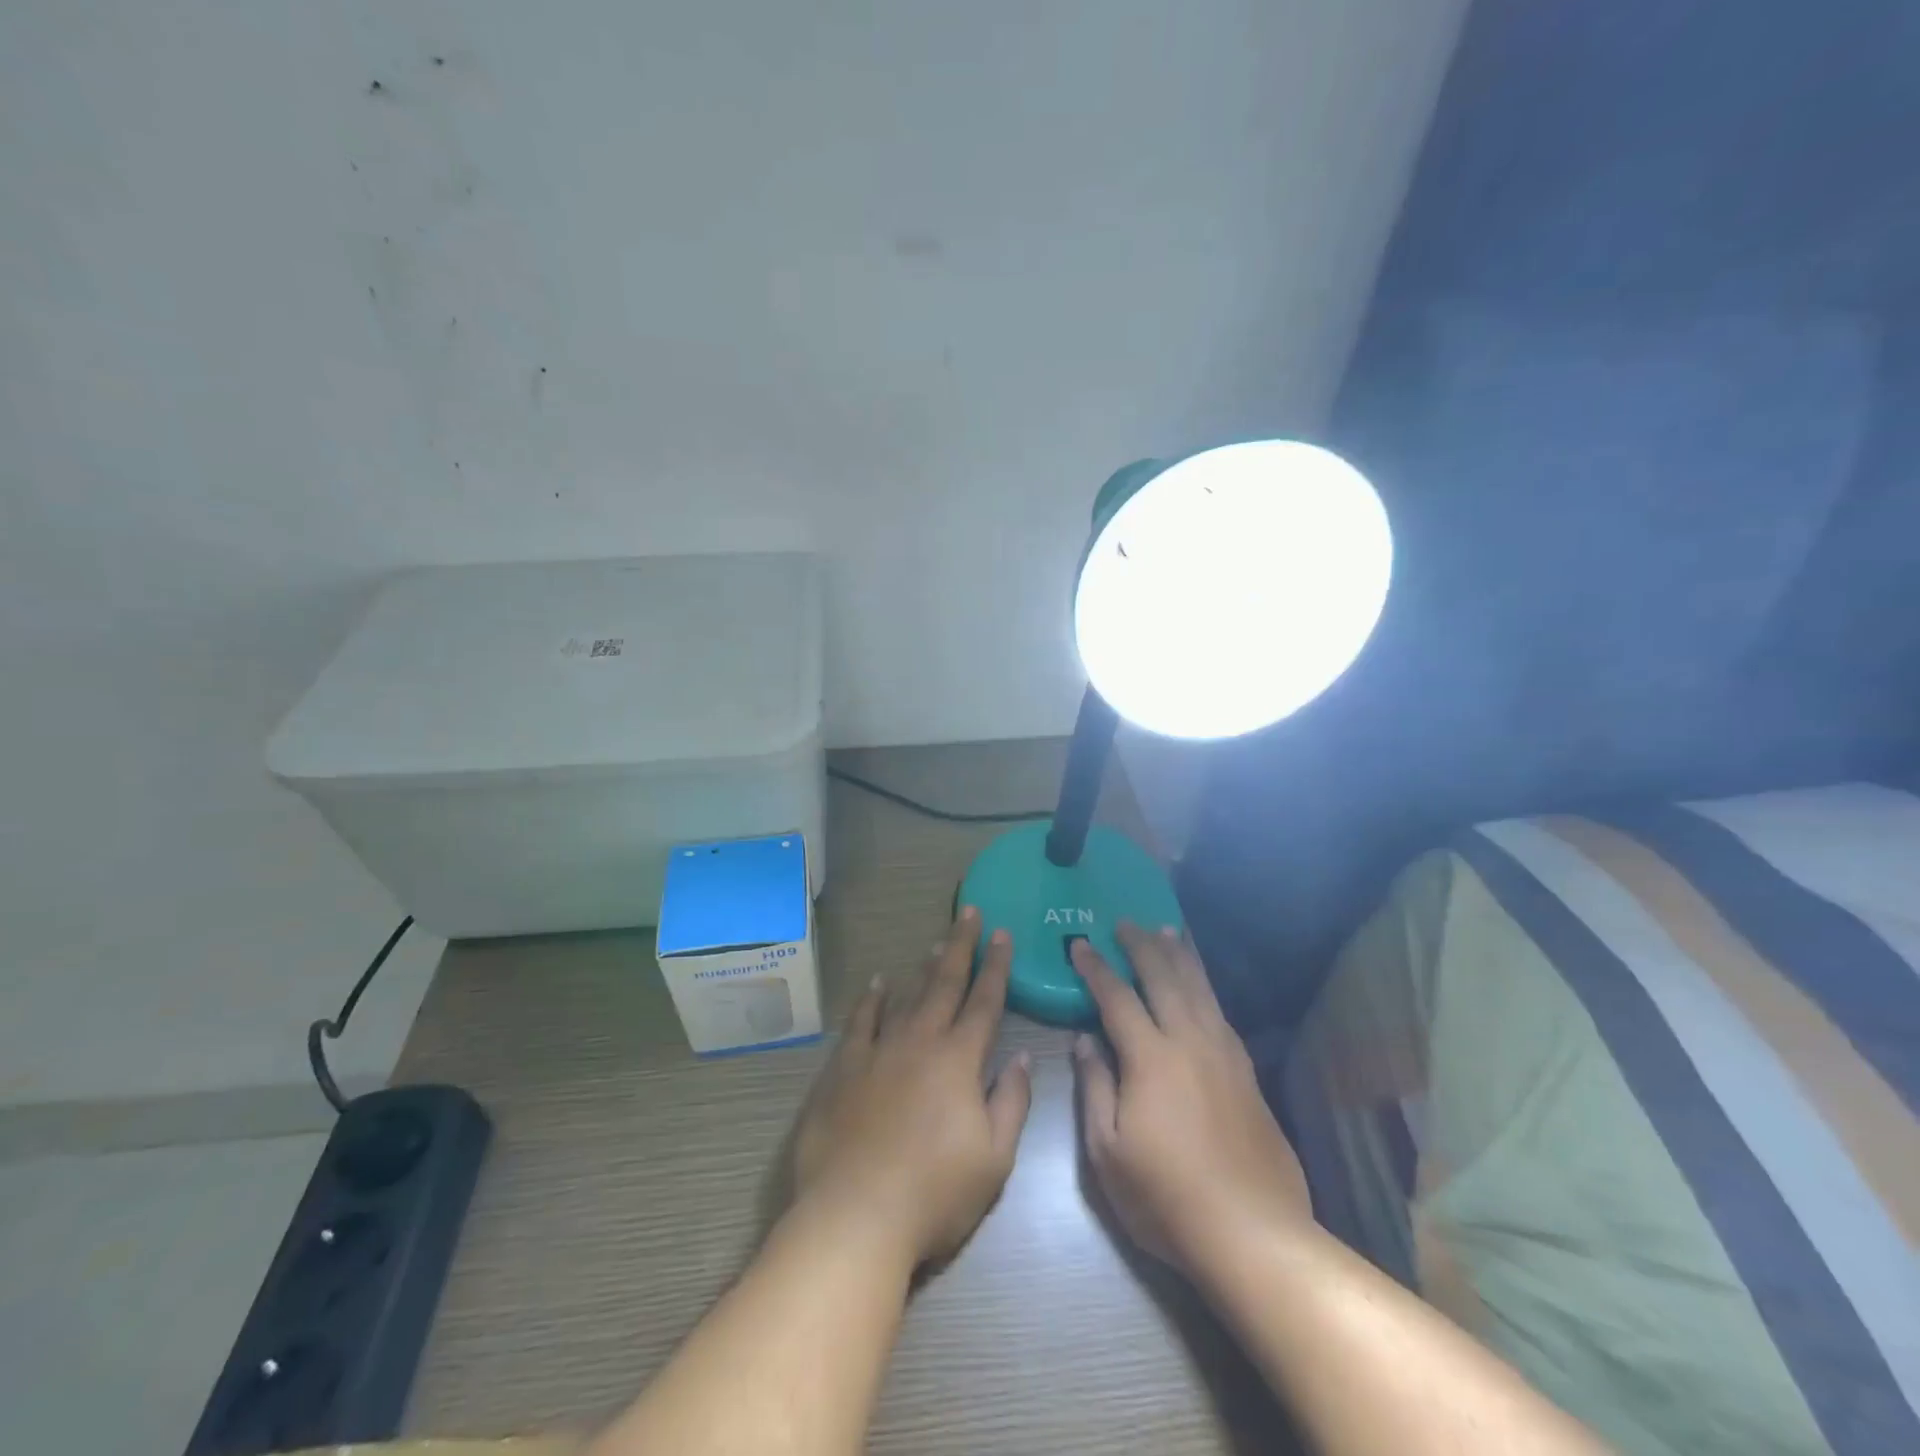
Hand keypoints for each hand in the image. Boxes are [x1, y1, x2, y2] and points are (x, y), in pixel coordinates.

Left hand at [792, 907, 1033, 1269]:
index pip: (985, 1002)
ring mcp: (879, 1051)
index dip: (996, 966)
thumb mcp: (994, 1159)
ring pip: (907, 996)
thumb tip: (1021, 1057)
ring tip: (936, 942)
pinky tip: (876, 983)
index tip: (1003, 934)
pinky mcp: (844, 1068)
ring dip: (924, 968)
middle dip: (961, 946)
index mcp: (960, 1061)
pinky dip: (870, 999)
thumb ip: (1011, 1102)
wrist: (856, 1216)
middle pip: (945, 984)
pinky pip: (860, 1021)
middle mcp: (921, 1042)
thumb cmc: (935, 1194)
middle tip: (969, 913)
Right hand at [1071, 923, 1310, 1274]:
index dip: (1096, 968)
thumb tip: (1085, 1040)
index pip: (1117, 997)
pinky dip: (1206, 986)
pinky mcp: (1247, 1072)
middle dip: (1141, 946)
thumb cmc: (1166, 1198)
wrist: (1253, 1232)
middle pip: (1164, 979)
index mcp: (1151, 1058)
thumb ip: (1094, 1087)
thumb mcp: (1108, 1152)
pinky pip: (1221, 1011)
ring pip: (1199, 988)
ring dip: (1179, 956)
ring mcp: (1225, 1054)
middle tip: (1124, 922)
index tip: (1079, 944)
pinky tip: (1201, 984)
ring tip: (1167, 930)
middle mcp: (1190, 1042)